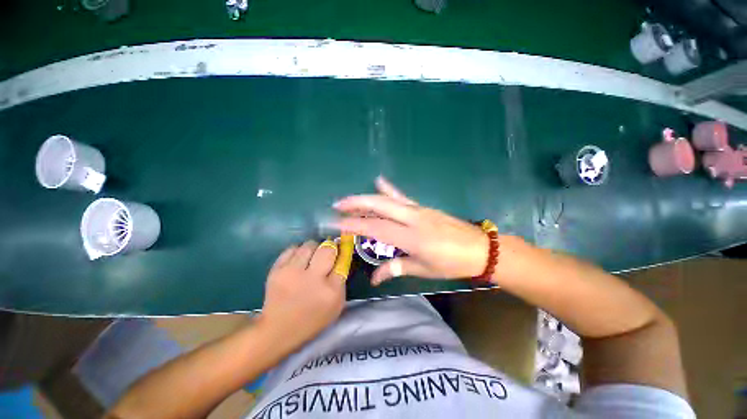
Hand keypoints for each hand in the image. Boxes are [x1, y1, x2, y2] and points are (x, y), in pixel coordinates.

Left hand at [258, 241, 345, 349]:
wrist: (278, 330)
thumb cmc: (313, 318)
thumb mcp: (336, 304)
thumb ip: (341, 280)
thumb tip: (342, 256)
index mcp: (331, 291)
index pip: (342, 260)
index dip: (342, 253)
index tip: (340, 251)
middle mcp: (312, 280)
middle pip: (327, 249)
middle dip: (329, 248)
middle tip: (326, 253)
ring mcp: (292, 273)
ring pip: (309, 245)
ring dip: (313, 248)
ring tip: (311, 257)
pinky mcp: (276, 270)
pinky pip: (292, 249)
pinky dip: (298, 251)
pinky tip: (298, 260)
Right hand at [333, 177, 489, 284]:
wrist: (480, 248)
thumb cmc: (451, 263)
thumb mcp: (423, 269)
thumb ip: (395, 269)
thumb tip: (374, 279)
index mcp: (411, 237)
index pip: (375, 228)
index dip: (354, 225)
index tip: (337, 224)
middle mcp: (411, 218)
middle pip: (379, 206)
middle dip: (356, 204)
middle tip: (338, 205)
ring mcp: (418, 209)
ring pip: (388, 199)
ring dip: (367, 198)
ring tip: (350, 199)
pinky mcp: (422, 206)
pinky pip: (401, 196)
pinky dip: (389, 189)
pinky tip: (379, 181)